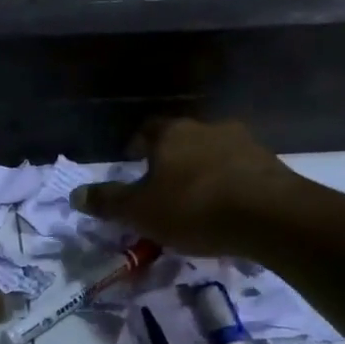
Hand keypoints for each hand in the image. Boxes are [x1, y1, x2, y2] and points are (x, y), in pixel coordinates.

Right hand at [72, 118, 305, 256]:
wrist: (270, 215)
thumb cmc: (193, 208)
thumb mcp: (139, 212)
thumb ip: (107, 202)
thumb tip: (74, 194)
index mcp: (171, 134)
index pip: (146, 130)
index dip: (136, 145)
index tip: (132, 162)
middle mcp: (207, 128)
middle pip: (181, 140)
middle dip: (170, 159)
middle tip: (162, 186)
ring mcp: (243, 142)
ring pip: (212, 153)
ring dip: (202, 170)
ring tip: (196, 200)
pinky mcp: (269, 163)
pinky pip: (239, 170)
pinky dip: (228, 184)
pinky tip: (226, 207)